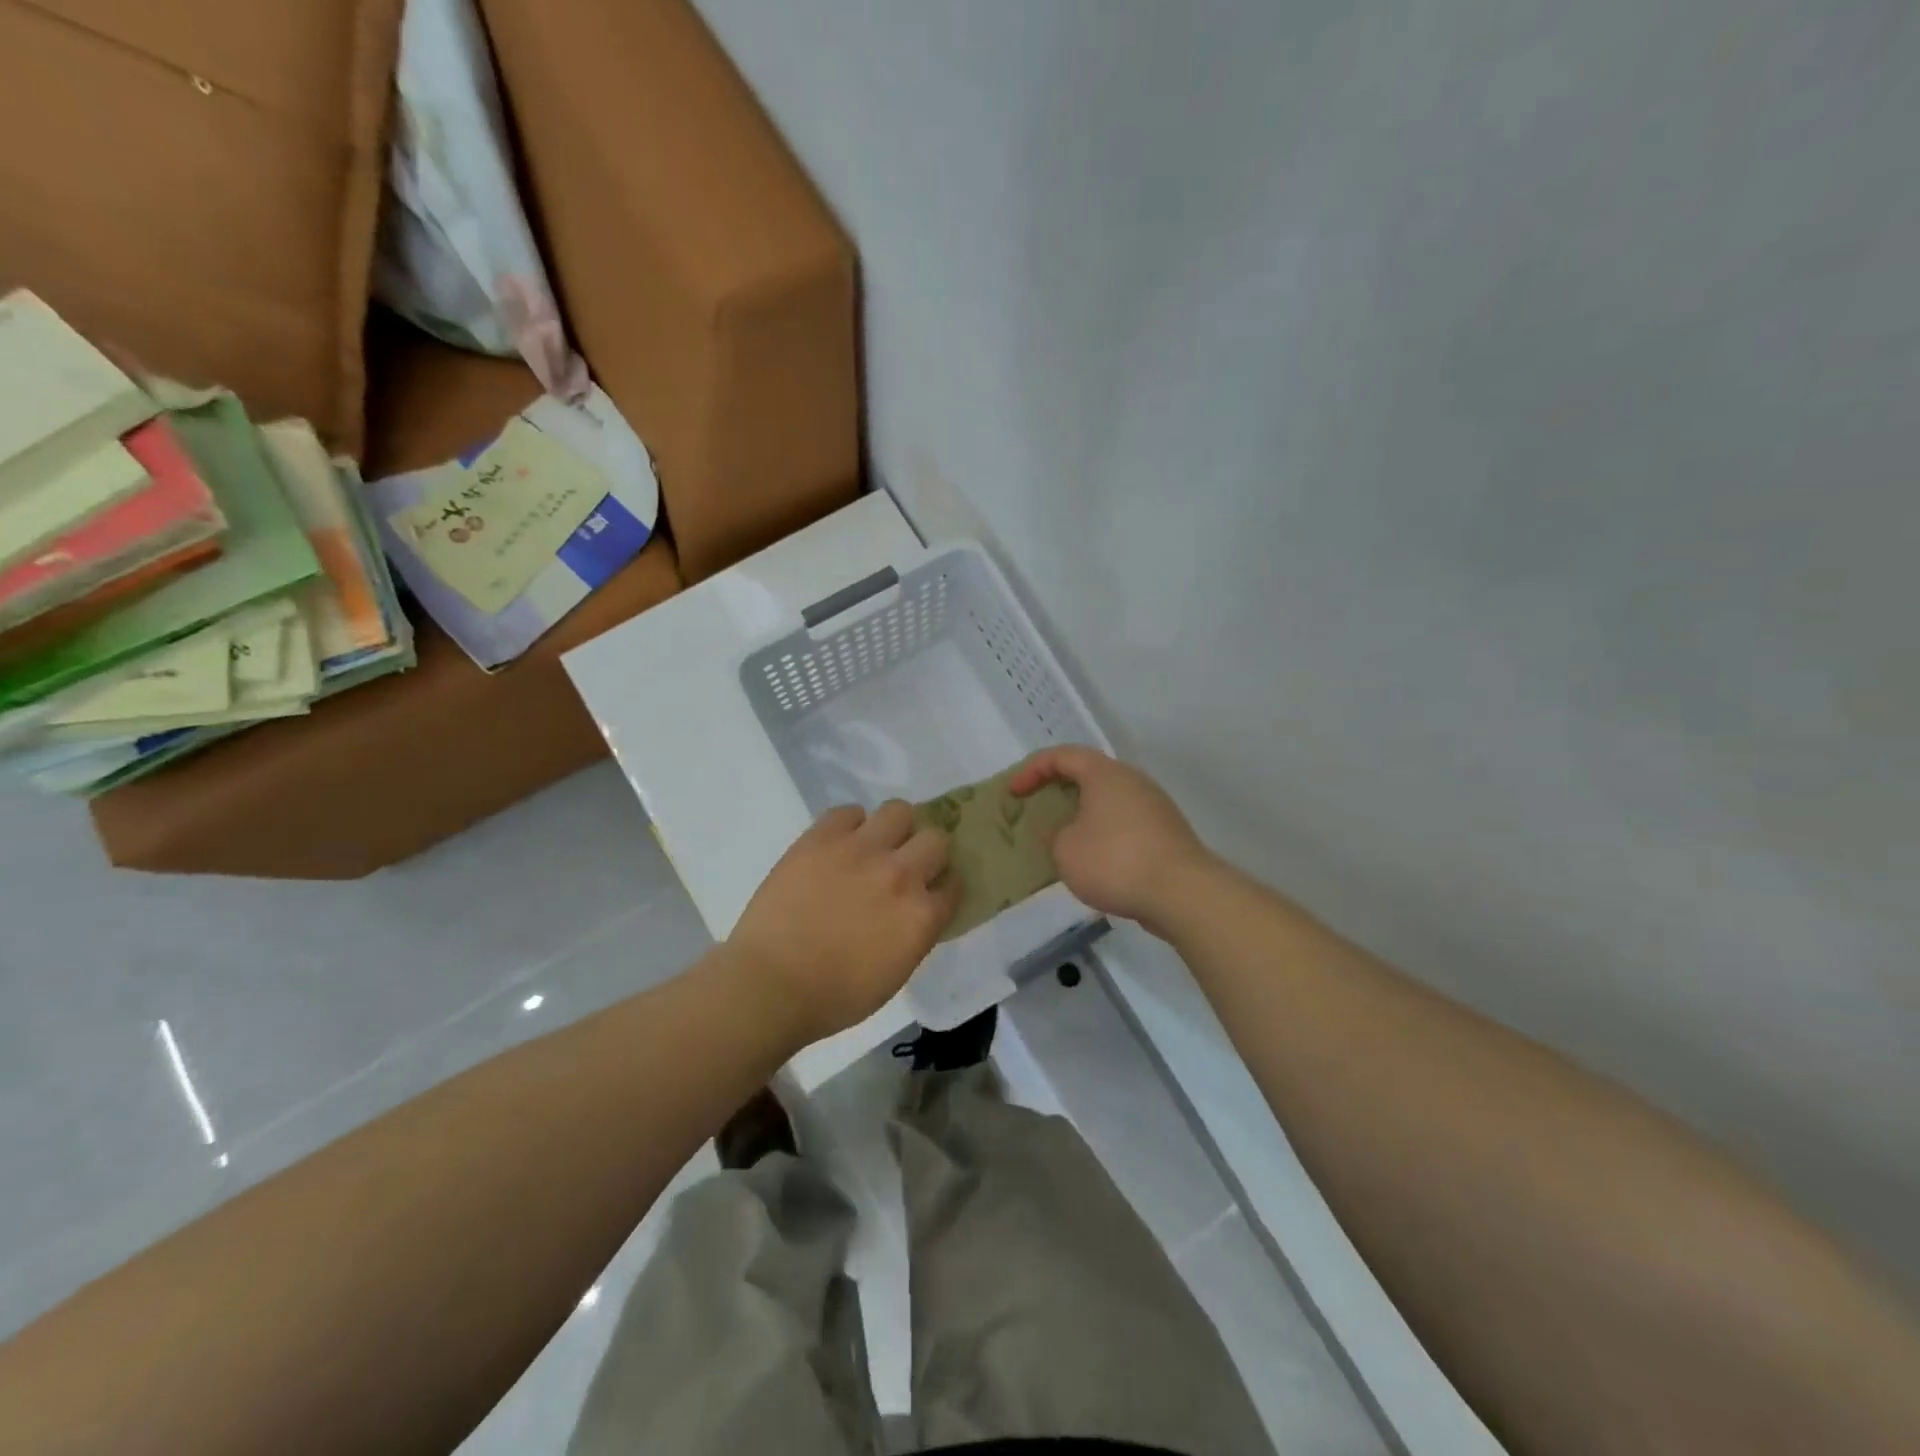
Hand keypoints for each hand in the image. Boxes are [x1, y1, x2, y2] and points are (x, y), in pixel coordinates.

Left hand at [727, 802, 958, 1046]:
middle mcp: (901, 874)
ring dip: (895, 828)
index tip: (932, 891)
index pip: (954, 884)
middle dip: (926, 852)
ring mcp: (861, 849)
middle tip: (906, 865)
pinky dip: (851, 824)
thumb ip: (914, 934)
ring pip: (899, 810)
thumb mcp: (894, 974)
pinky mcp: (823, 837)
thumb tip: (915, 911)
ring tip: (876, 844)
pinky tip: (841, 844)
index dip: (943, 886)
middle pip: (936, 839)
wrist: (771, 984)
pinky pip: (849, 812)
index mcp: (922, 915)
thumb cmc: (834, 996)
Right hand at [1008, 746, 1215, 933]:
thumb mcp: (1065, 850)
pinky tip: (1092, 859)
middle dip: (1057, 789)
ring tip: (1062, 838)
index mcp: (1104, 773)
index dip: (1032, 770)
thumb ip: (1055, 834)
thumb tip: (1065, 831)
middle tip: (1036, 809)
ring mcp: (1154, 806)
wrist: (1183, 893)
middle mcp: (1132, 780)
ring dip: (1081, 814)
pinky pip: (1124, 822)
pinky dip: (1102, 832)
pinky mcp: (1165, 833)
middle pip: (1088, 774)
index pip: (1062, 755)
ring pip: (1107, 800)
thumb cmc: (1115, 861)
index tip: (1013, 793)